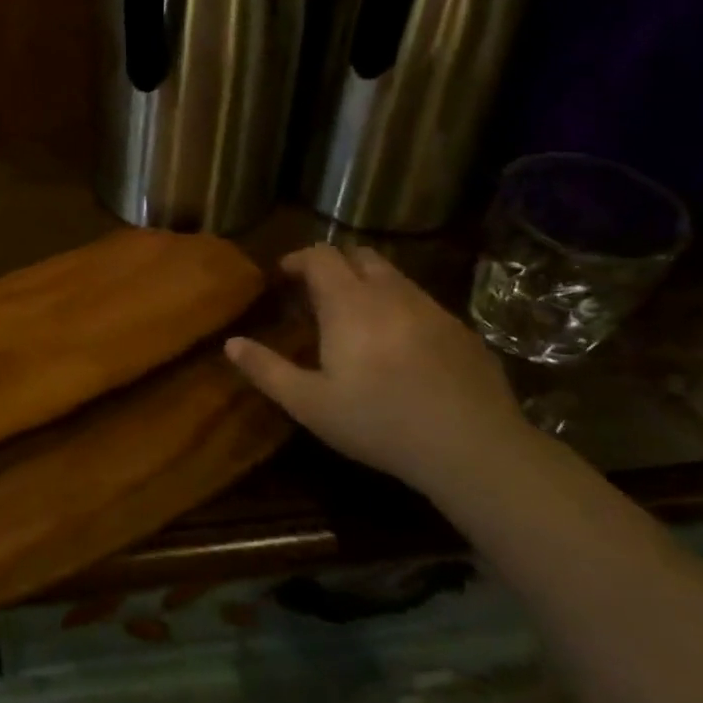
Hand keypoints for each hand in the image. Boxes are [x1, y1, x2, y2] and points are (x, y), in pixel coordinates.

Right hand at [225, 244, 527, 493]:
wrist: (472, 447)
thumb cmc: (379, 422)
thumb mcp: (310, 404)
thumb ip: (266, 369)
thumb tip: (230, 343)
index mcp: (349, 303)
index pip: (320, 255)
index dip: (298, 259)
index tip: (284, 277)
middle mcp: (391, 293)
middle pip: (359, 255)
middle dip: (334, 265)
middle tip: (318, 294)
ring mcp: (431, 308)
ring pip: (394, 276)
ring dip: (369, 284)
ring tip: (357, 318)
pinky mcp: (461, 330)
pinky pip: (422, 303)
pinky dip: (401, 308)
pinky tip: (400, 346)